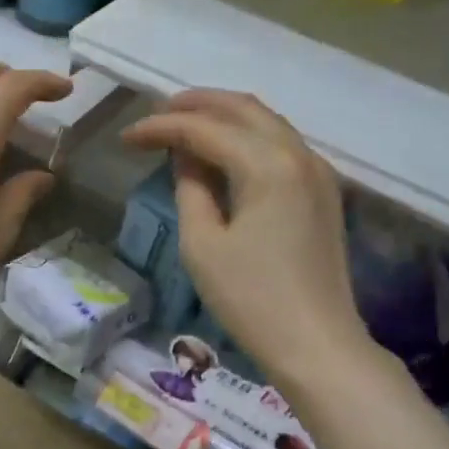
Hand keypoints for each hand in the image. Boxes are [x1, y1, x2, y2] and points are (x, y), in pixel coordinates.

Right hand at [122, 90, 366, 382]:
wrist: (316, 344)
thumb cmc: (251, 299)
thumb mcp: (203, 245)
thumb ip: (191, 189)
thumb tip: (185, 157)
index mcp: (267, 165)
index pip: (205, 129)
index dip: (161, 127)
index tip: (126, 137)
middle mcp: (298, 154)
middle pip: (242, 109)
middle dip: (195, 105)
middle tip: (155, 115)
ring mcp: (317, 171)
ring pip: (265, 122)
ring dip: (222, 116)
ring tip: (183, 125)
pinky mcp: (322, 192)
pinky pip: (280, 144)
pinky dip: (247, 136)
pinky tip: (223, 150)